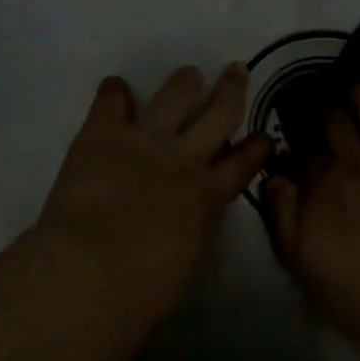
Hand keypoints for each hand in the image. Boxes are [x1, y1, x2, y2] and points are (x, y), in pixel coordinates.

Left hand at [36, 64, 272, 327]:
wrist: (93, 271)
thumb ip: (193, 227)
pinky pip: (112, 100)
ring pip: (175, 95)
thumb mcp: (187, 258)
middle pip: (219, 114)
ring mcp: (145, 140)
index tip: (266, 135)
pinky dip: (115, 92)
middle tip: (236, 70)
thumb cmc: (143, 289)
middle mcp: (184, 158)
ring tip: (188, 74)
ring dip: (184, 82)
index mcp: (208, 195)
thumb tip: (188, 218)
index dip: (258, 146)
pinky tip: (116, 86)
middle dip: (231, 90)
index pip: (243, 163)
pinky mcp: (103, 134)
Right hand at [263, 56, 359, 360]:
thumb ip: (280, 216)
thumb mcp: (300, 263)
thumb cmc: (357, 293)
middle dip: (324, 112)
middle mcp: (352, 161)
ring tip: (356, 87)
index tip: (298, 147)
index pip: (304, 154)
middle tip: (321, 107)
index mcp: (320, 186)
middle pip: (333, 124)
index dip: (299, 149)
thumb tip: (270, 175)